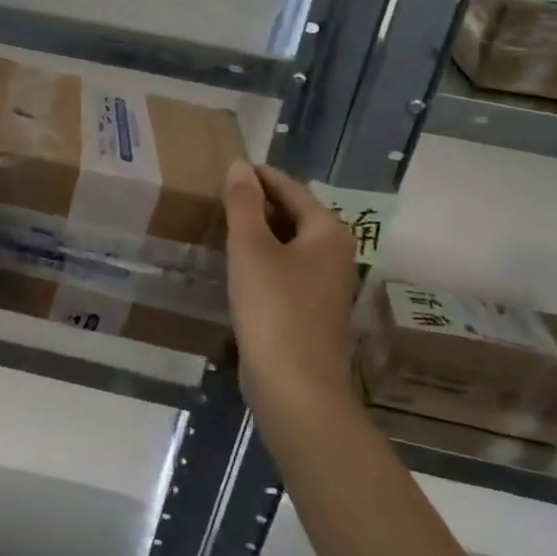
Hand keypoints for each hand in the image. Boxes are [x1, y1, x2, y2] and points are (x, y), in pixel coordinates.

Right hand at [223, 163, 358, 407]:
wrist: (296, 390)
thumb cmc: (274, 310)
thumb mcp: (251, 249)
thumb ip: (243, 204)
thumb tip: (240, 165)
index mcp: (327, 233)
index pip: (292, 189)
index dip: (261, 176)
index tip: (232, 167)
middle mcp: (335, 255)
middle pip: (295, 216)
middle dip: (260, 204)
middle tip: (222, 194)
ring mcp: (326, 287)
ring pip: (290, 245)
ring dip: (260, 233)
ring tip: (224, 224)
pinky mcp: (311, 314)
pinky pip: (286, 272)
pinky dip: (264, 261)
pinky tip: (238, 267)